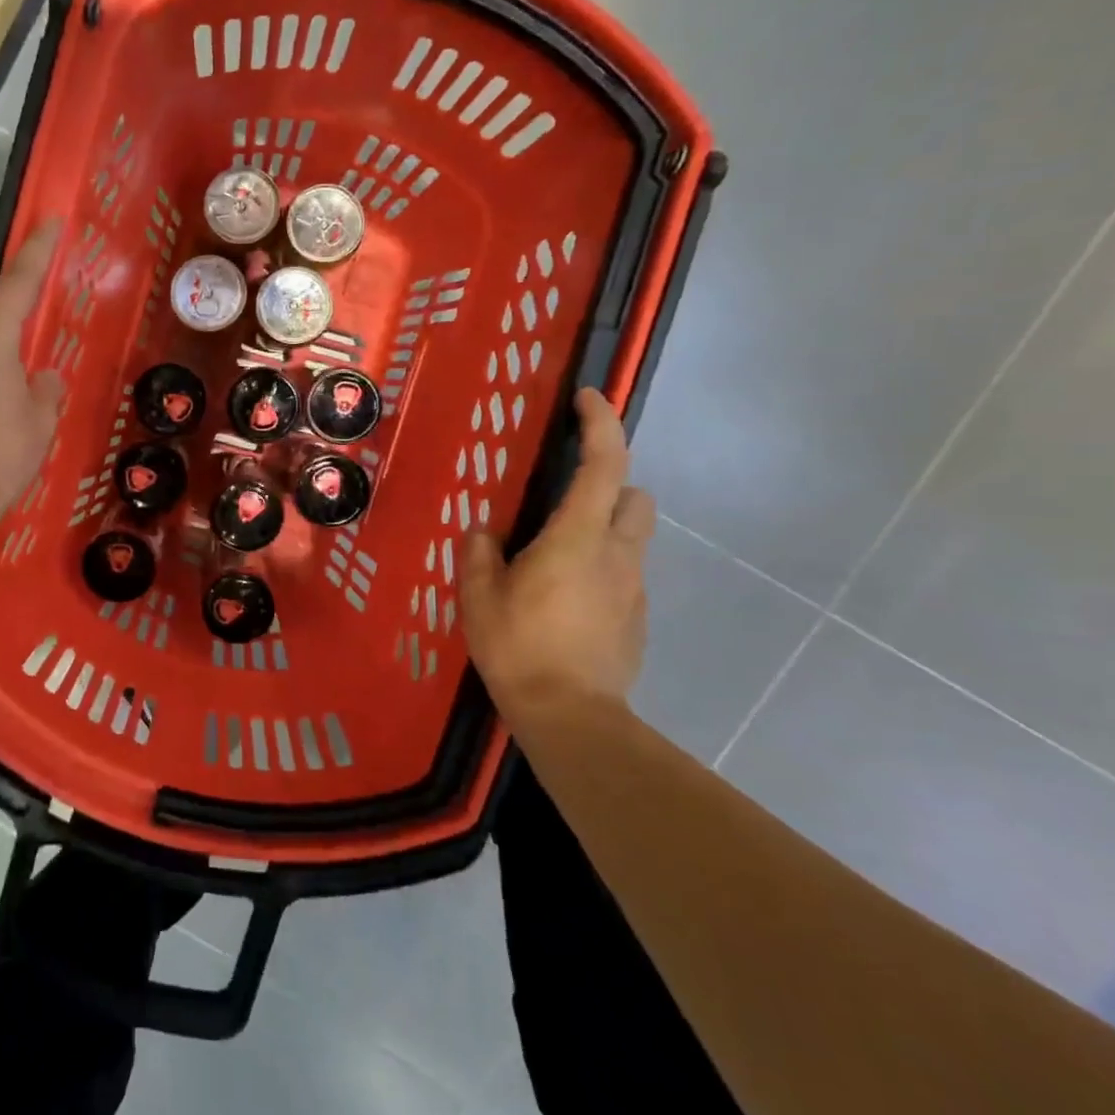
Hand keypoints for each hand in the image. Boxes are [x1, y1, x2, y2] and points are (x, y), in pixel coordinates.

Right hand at [460, 388, 654, 726]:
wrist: (572, 716)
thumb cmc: (519, 647)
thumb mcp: (479, 596)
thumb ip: (480, 554)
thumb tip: (485, 532)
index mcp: (577, 538)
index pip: (603, 464)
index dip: (601, 423)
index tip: (588, 398)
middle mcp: (617, 554)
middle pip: (634, 496)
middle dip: (610, 484)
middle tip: (564, 499)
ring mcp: (633, 587)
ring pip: (630, 537)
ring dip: (602, 529)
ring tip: (554, 558)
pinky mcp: (636, 618)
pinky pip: (622, 575)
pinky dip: (599, 570)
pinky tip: (563, 601)